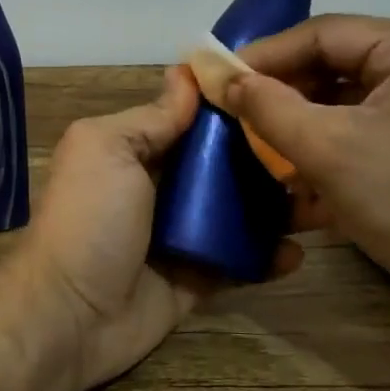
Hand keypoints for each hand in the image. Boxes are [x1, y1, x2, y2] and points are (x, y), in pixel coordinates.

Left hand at [15, 67, 298, 390]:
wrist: (68, 316)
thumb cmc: (89, 219)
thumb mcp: (108, 150)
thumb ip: (151, 118)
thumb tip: (185, 74)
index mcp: (138, 150)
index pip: (195, 120)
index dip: (234, 106)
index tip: (285, 90)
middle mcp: (162, 188)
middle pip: (224, 165)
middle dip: (267, 156)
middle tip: (316, 148)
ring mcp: (182, 235)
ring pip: (238, 212)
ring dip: (277, 205)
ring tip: (321, 197)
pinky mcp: (197, 279)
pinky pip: (240, 262)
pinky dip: (267, 257)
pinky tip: (299, 251)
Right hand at [227, 15, 389, 316]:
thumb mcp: (328, 150)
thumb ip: (269, 107)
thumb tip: (226, 79)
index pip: (325, 34)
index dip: (267, 55)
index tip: (221, 79)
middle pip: (339, 66)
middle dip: (286, 95)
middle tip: (239, 116)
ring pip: (351, 102)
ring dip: (305, 126)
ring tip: (263, 149)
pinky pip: (371, 129)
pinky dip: (334, 148)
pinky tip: (300, 179)